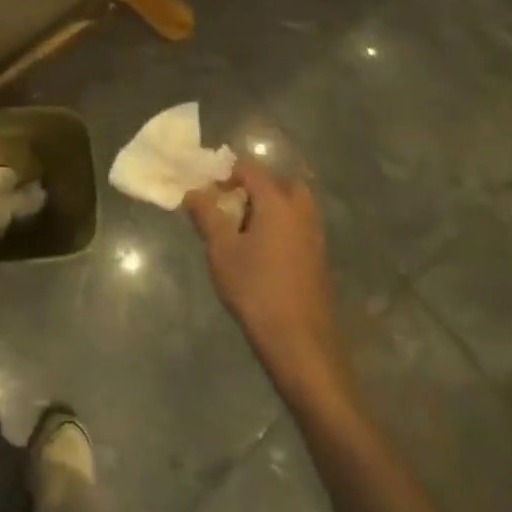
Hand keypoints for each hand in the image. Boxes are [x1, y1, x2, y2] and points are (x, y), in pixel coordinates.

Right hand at [187, 160, 349, 390]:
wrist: (300, 342)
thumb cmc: (256, 289)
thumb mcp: (221, 249)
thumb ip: (207, 214)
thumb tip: (194, 190)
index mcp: (278, 202)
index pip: (250, 170)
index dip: (225, 173)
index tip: (205, 191)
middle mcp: (301, 211)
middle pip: (278, 182)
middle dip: (252, 186)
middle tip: (228, 204)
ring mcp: (314, 235)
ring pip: (291, 204)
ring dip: (267, 206)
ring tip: (240, 228)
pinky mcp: (318, 257)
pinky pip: (297, 225)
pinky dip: (279, 225)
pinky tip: (259, 251)